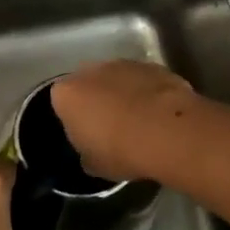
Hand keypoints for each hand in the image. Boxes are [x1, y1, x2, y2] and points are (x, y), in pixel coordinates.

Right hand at [50, 60, 200, 181]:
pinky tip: (159, 116)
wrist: (168, 132)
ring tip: (140, 123)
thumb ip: (86, 152)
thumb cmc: (120, 150)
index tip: (86, 135)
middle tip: (111, 128)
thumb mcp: (93, 164)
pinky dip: (148, 93)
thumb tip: (91, 152)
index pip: (61, 103)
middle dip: (97, 101)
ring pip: (117, 80)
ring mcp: (124, 64)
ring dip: (124, 95)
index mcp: (66, 94)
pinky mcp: (154, 66)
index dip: (74, 119)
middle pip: (88, 85)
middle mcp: (90, 71)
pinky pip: (144, 81)